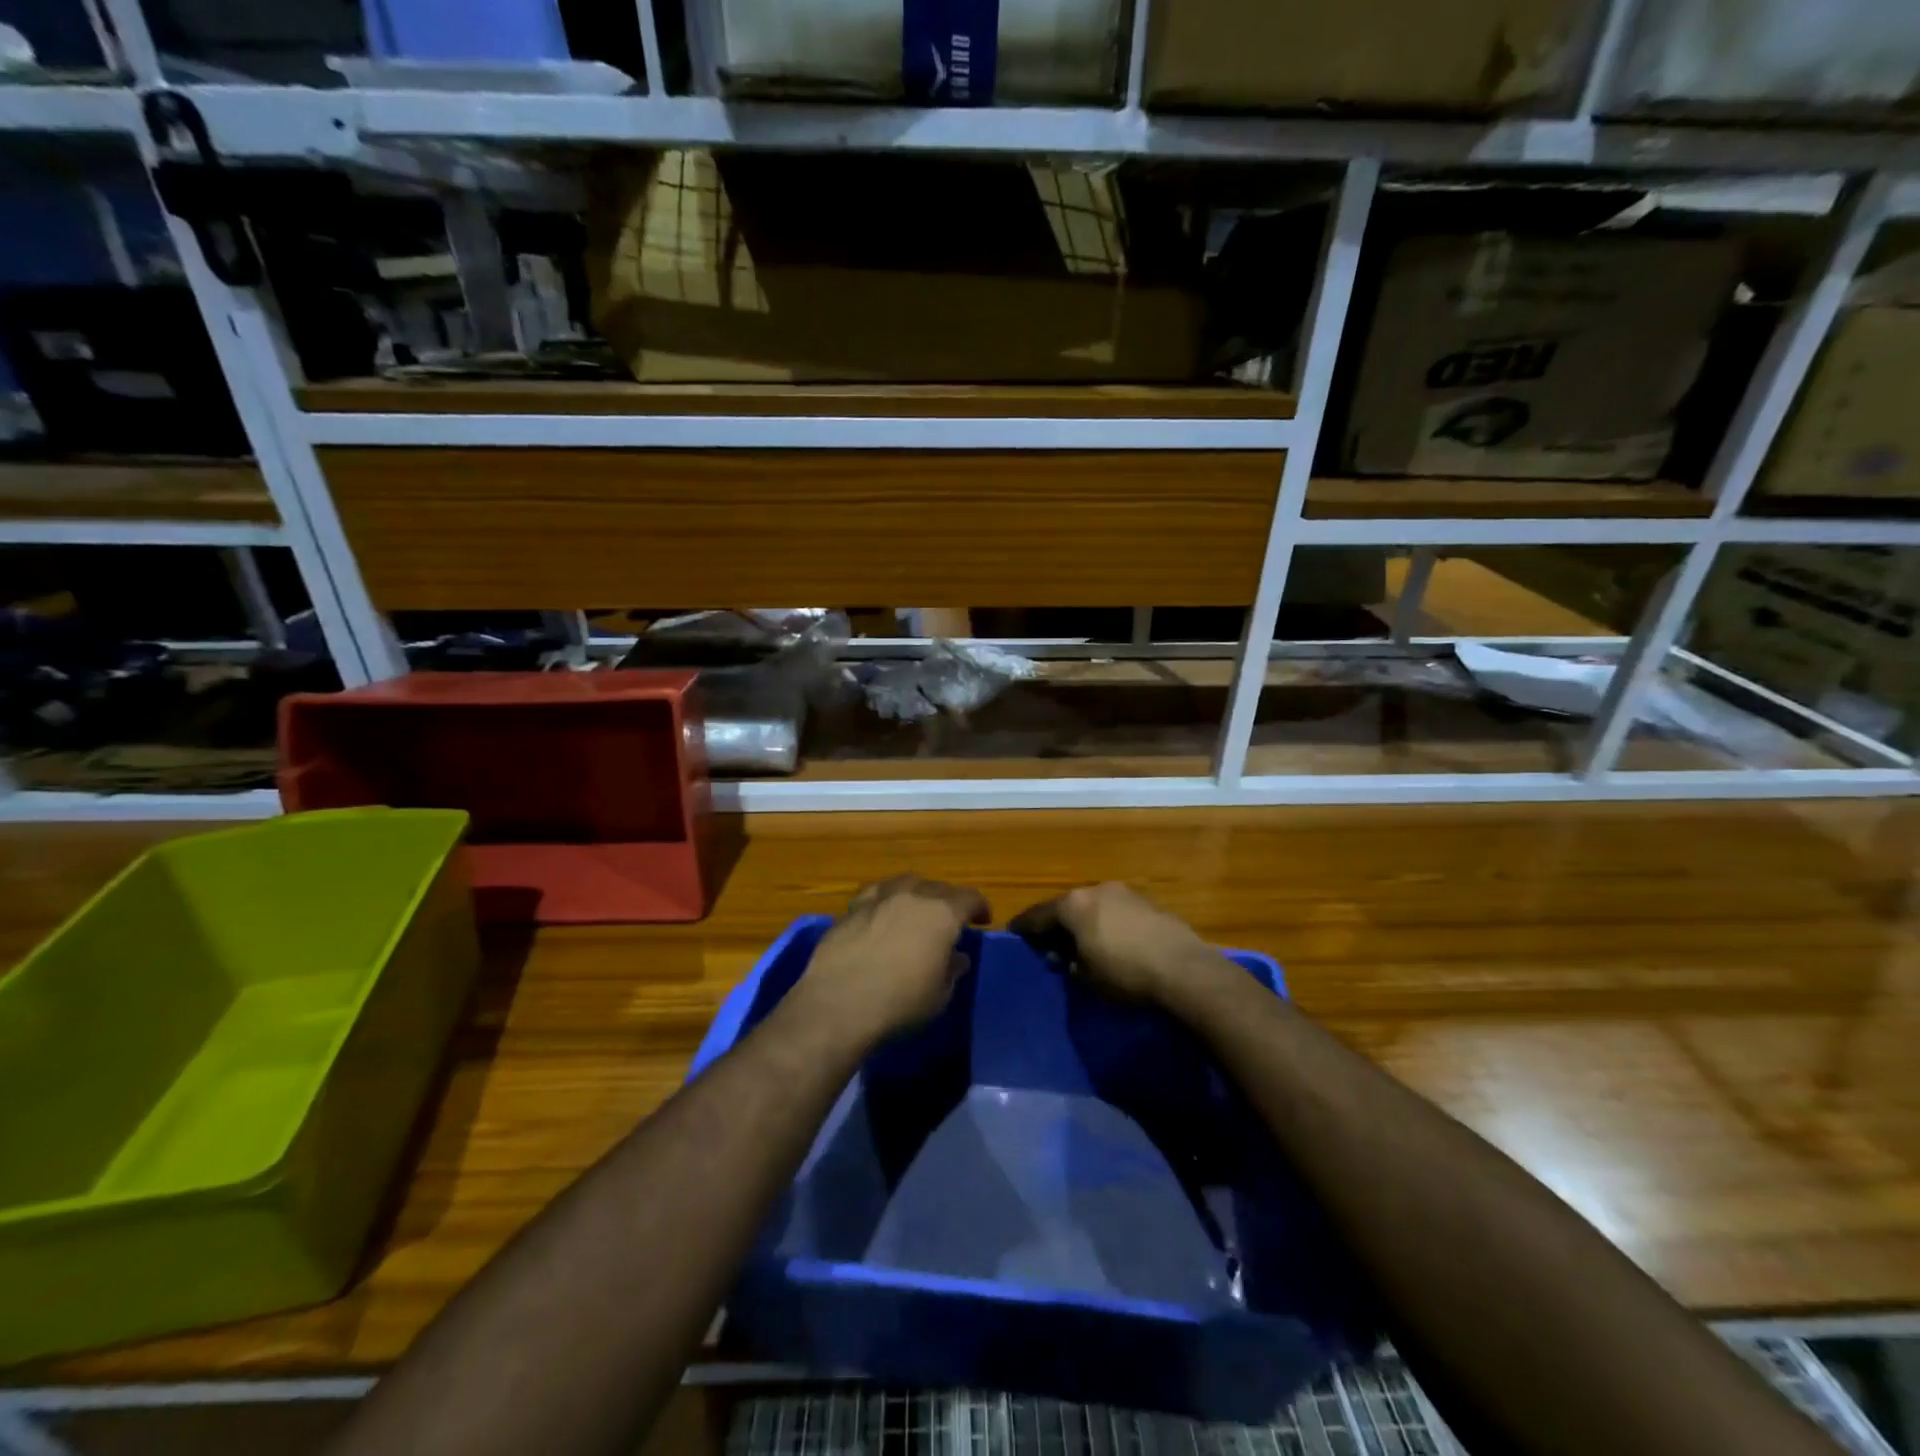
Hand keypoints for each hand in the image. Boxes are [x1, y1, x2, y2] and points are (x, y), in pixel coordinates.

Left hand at [797, 876, 990, 1044]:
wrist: (839, 1004)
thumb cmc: (900, 1003)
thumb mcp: (939, 995)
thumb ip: (951, 971)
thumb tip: (956, 958)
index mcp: (942, 914)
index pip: (970, 898)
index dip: (980, 907)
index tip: (982, 920)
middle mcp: (913, 896)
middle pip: (938, 887)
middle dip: (949, 900)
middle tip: (950, 918)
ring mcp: (879, 898)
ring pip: (905, 883)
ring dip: (917, 893)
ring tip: (917, 909)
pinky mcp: (851, 909)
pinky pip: (876, 894)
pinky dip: (886, 899)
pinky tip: (882, 912)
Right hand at [1012, 882, 1225, 1006]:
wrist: (1184, 970)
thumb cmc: (1125, 974)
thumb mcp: (1087, 977)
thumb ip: (1069, 963)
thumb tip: (1063, 957)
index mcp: (1073, 904)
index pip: (1038, 914)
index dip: (1024, 926)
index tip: (1013, 933)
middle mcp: (1096, 890)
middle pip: (1067, 906)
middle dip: (1057, 925)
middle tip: (1050, 944)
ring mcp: (1125, 893)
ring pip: (1094, 906)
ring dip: (1085, 923)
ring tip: (1083, 944)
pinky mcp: (1149, 903)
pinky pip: (1117, 911)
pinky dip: (1108, 924)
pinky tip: (1113, 942)